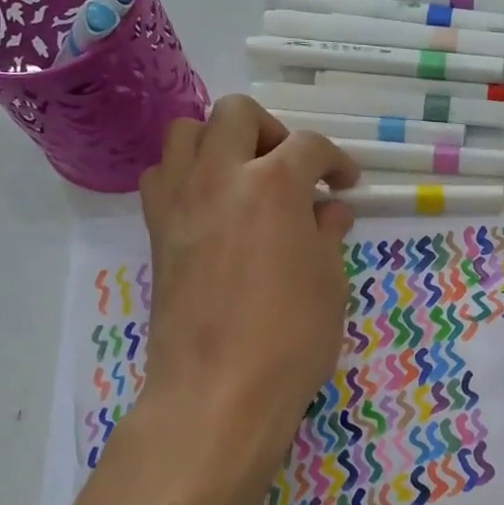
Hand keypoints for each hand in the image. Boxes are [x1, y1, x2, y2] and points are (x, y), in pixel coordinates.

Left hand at [139, 96, 358, 467]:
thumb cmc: (291, 339)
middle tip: (292, 170)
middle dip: (272, 131)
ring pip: (186, 131)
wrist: (219, 390)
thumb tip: (330, 211)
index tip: (346, 185)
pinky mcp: (157, 231)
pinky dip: (187, 175)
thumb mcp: (330, 284)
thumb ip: (328, 234)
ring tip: (245, 179)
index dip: (336, 161)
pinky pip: (162, 175)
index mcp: (274, 184)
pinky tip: (212, 208)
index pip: (309, 147)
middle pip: (237, 114)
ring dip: (220, 142)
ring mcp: (180, 200)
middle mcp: (221, 176)